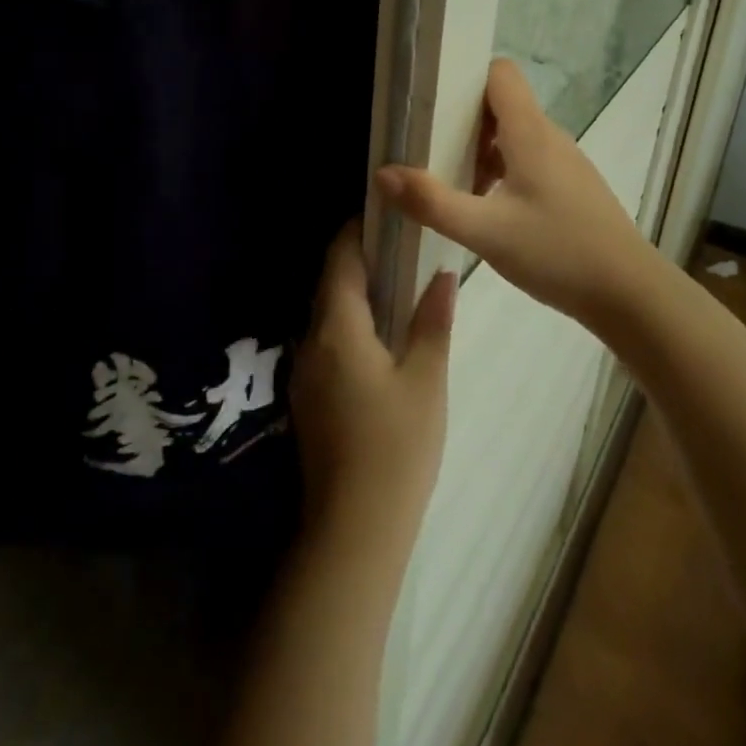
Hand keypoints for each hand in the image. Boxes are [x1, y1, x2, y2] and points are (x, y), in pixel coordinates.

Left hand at [291, 221, 454, 561]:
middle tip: (400, 246)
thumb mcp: (426, 380)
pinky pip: (327, 342)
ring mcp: (304, 373)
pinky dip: (349, 324)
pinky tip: (380, 336)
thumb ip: (433, 322)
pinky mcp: (309, 399)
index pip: (339, 260)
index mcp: (337, 329)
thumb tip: (442, 276)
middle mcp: (311, 343)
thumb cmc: (396, 448)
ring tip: (397, 285)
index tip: (384, 215)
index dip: (356, 231)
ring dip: (354, 294)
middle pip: (329, 285)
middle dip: (358, 260)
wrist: (353, 531)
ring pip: (327, 315)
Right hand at [375, 58, 664, 333]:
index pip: (500, 74)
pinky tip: (486, 210)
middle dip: (462, 120)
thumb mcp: (485, 232)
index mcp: (531, 133)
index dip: (465, 78)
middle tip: (427, 148)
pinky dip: (502, 172)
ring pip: (514, 136)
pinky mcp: (571, 188)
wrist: (629, 293)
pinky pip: (529, 162)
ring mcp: (565, 163)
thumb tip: (382, 173)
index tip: (431, 103)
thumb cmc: (558, 253)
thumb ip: (432, 202)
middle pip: (502, 105)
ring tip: (450, 183)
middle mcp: (550, 137)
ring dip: (481, 151)